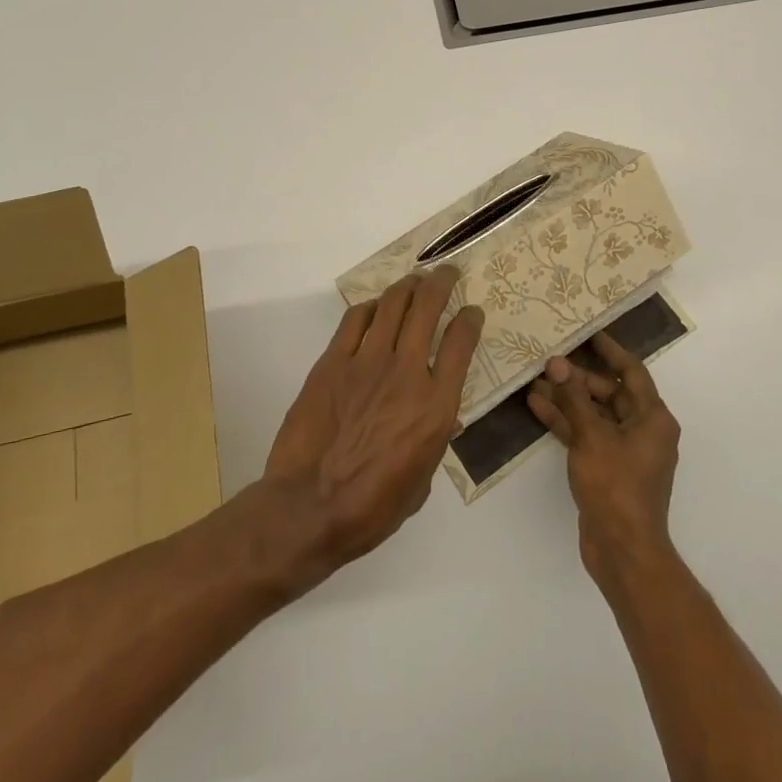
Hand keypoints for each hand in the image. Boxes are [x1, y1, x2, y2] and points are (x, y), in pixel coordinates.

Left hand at [264, 267, 484, 576]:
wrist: (309, 508)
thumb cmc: (371, 508)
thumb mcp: (421, 482)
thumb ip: (434, 440)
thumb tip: (442, 418)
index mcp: (435, 407)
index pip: (461, 344)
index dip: (470, 320)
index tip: (472, 312)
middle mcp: (406, 373)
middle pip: (428, 308)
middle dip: (441, 283)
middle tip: (446, 273)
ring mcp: (367, 362)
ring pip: (392, 304)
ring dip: (408, 286)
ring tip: (415, 280)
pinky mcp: (333, 361)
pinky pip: (355, 320)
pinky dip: (370, 307)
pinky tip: (375, 308)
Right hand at [527, 332, 680, 590]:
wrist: (623, 551)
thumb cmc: (616, 486)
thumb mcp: (592, 436)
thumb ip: (574, 397)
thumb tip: (558, 362)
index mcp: (653, 418)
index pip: (632, 371)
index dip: (610, 350)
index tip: (588, 332)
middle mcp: (644, 430)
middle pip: (611, 392)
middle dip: (579, 377)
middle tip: (550, 359)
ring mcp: (626, 451)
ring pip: (595, 414)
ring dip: (568, 399)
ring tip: (535, 380)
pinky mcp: (609, 468)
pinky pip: (587, 434)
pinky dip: (567, 422)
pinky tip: (537, 407)